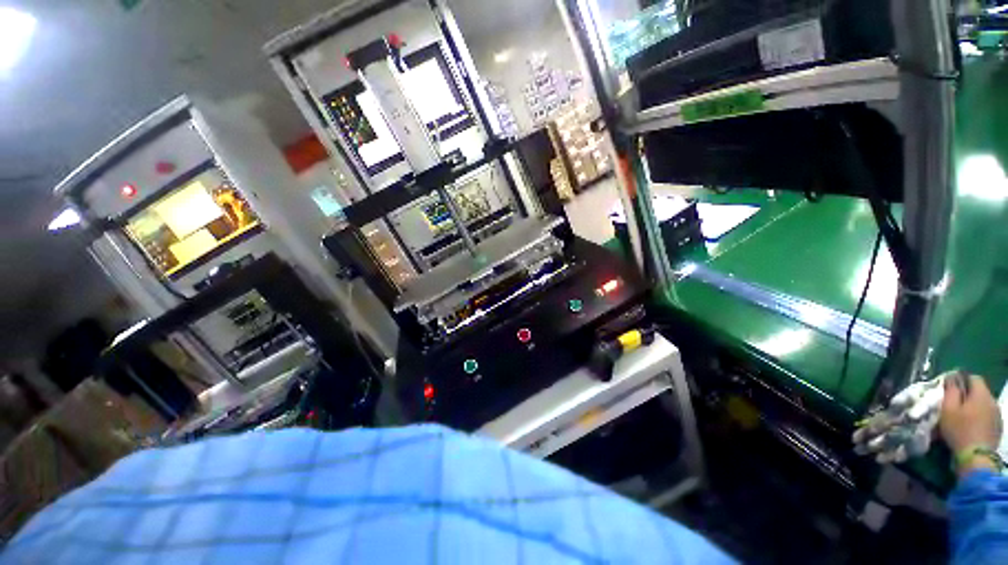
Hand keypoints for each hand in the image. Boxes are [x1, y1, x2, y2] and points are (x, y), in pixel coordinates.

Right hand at [939, 373, 1002, 475]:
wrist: (976, 457)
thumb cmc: (959, 430)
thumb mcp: (948, 409)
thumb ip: (951, 391)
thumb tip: (952, 379)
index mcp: (981, 394)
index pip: (973, 378)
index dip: (962, 380)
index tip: (951, 388)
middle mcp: (993, 400)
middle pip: (980, 392)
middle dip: (968, 396)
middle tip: (954, 405)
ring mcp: (997, 415)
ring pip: (984, 405)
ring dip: (974, 408)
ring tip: (962, 418)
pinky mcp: (998, 427)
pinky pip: (988, 416)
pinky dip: (980, 418)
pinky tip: (972, 428)